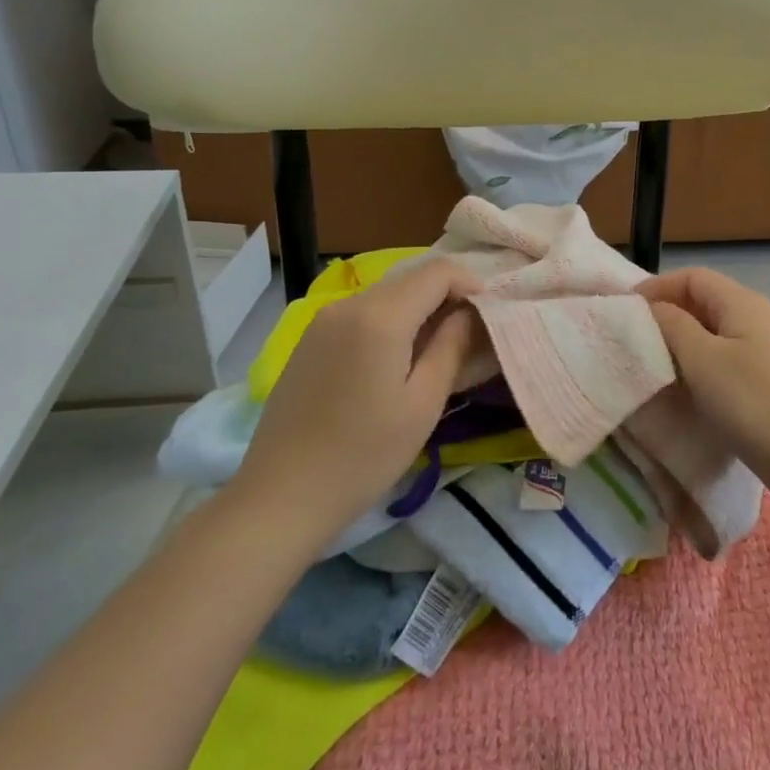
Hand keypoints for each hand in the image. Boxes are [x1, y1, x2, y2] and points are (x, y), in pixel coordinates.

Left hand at [228, 259, 482, 542]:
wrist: (280, 498)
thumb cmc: (363, 455)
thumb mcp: (423, 403)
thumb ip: (452, 345)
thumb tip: (471, 311)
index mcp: (380, 316)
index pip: (438, 271)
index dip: (470, 283)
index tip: (489, 313)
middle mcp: (349, 304)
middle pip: (411, 279)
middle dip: (447, 296)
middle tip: (470, 333)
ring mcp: (323, 320)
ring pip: (387, 295)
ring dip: (419, 309)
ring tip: (438, 348)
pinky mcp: (310, 340)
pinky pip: (362, 313)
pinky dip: (391, 321)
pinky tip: (397, 359)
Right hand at [638, 268, 769, 472]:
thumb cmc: (748, 399)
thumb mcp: (701, 358)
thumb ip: (672, 324)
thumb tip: (652, 307)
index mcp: (741, 302)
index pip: (692, 277)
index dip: (658, 286)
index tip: (627, 308)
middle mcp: (753, 315)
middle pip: (702, 298)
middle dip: (666, 310)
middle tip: (634, 333)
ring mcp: (759, 345)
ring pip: (710, 327)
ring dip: (679, 336)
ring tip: (651, 356)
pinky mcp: (760, 373)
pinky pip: (720, 352)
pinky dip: (695, 357)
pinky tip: (681, 379)